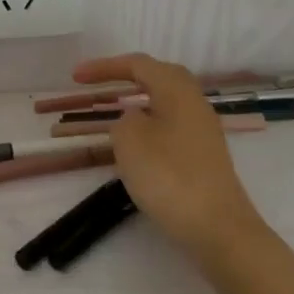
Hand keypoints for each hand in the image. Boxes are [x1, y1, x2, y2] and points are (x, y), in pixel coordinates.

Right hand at [70, 53, 268, 262]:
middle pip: (158, 77)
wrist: (218, 228)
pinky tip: (136, 146)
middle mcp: (194, 102)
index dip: (104, 67)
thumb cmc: (169, 176)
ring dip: (138, 102)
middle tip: (99, 86)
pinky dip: (149, 125)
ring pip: (166, 102)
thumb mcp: (130, 140)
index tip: (75, 77)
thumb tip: (133, 119)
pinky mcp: (203, 156)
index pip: (137, 64)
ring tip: (113, 113)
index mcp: (177, 90)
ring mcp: (202, 130)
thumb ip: (123, 120)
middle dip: (126, 77)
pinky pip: (170, 125)